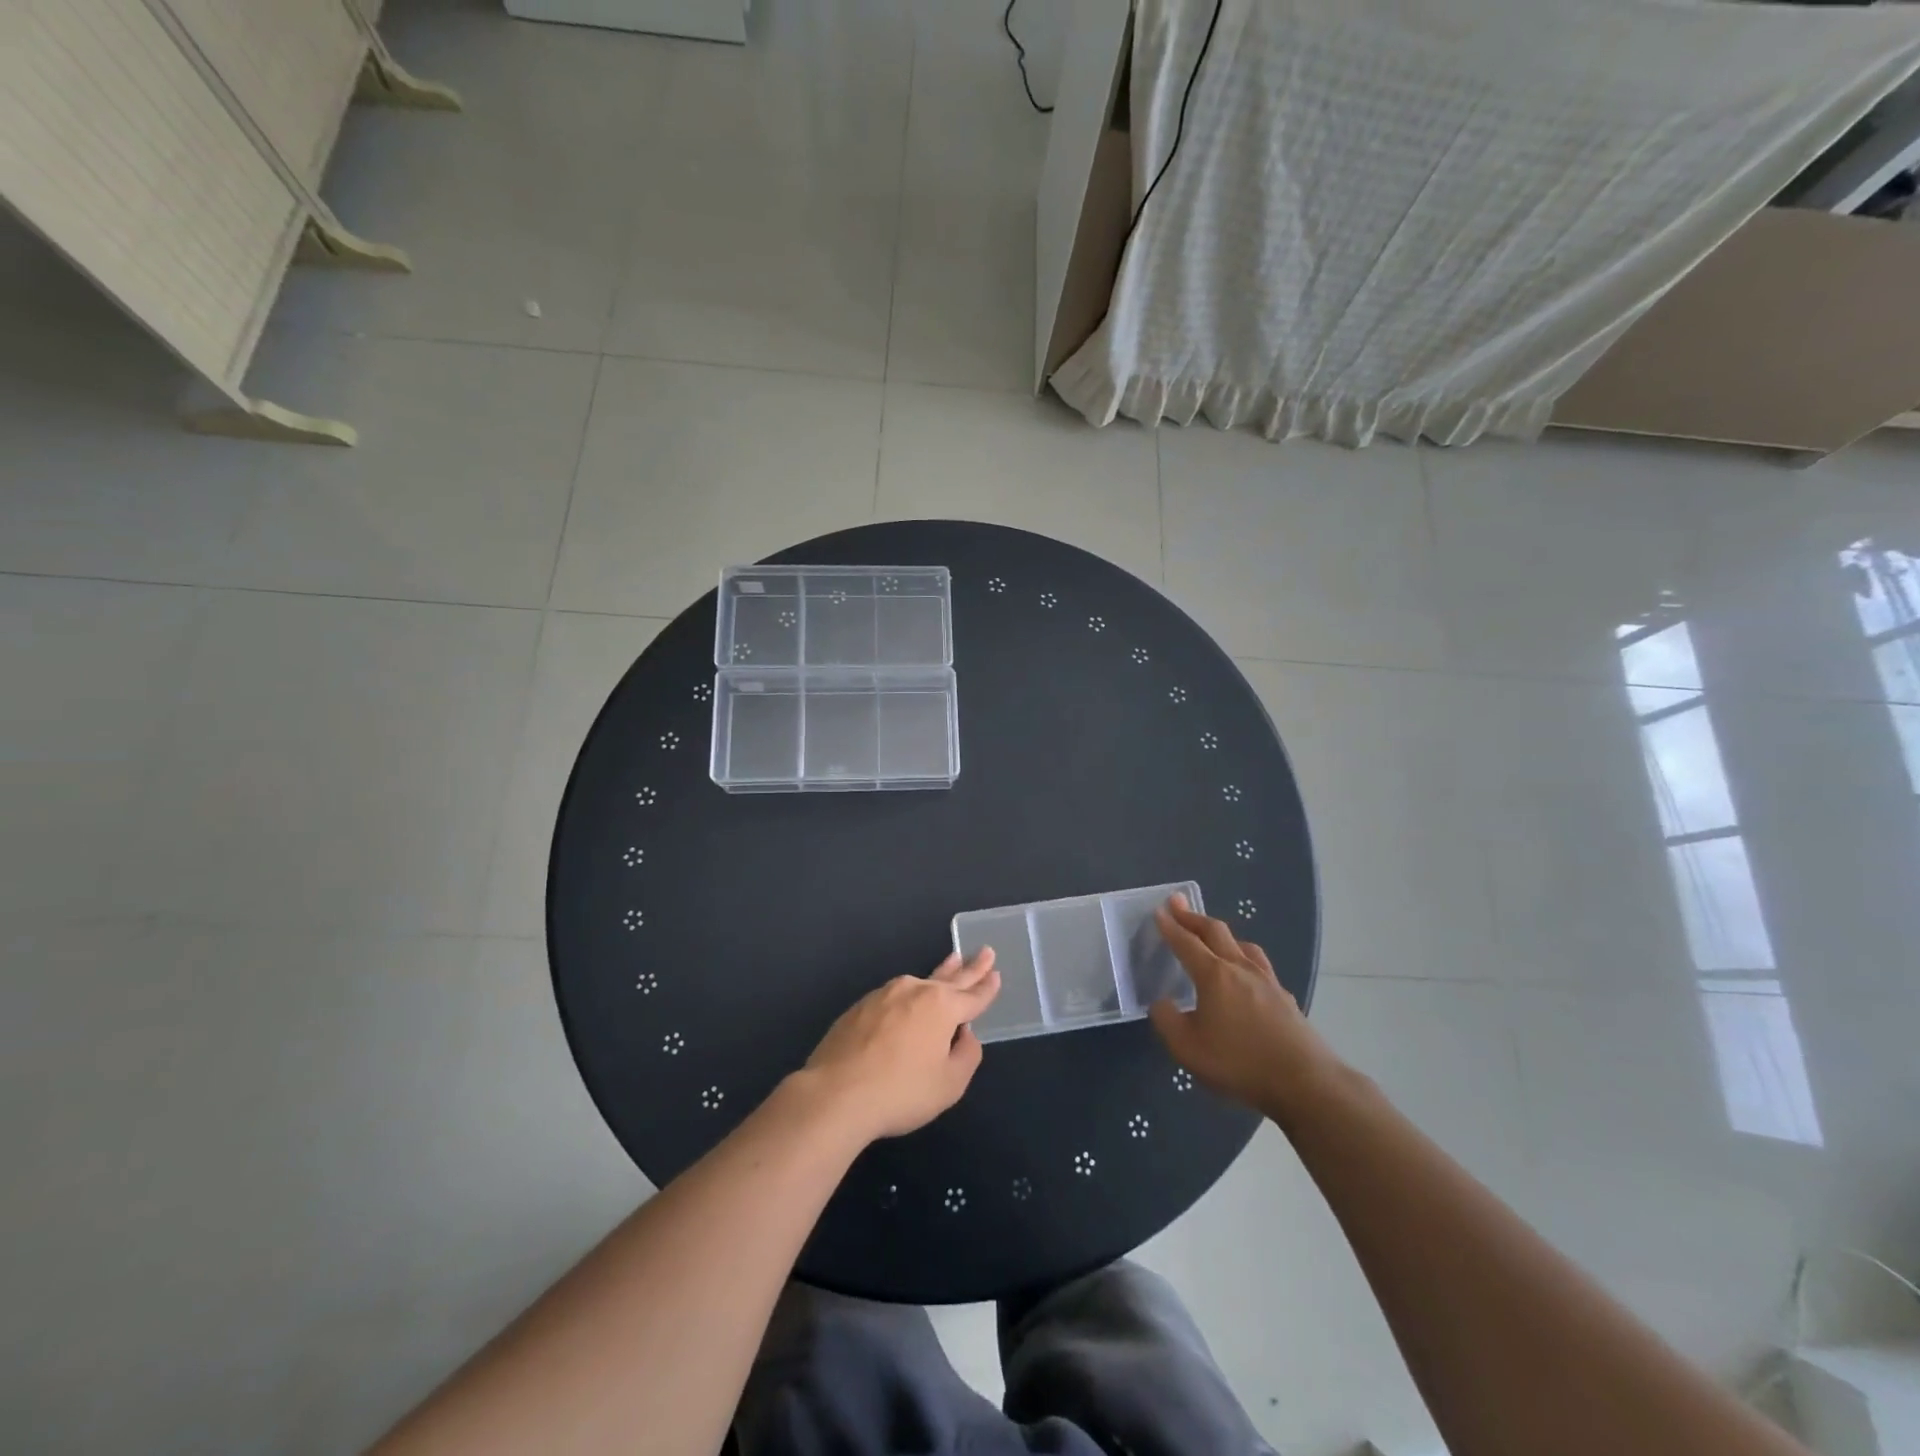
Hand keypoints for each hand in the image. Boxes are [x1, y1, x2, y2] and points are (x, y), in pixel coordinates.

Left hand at [801, 950, 1000, 1142]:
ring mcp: (884, 995)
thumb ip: (966, 1056)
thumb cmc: (900, 1092)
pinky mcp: (860, 1006)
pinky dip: (908, 997)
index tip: (996, 973)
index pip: (972, 996)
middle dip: (969, 966)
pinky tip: (908, 1003)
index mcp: (941, 1007)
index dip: (987, 987)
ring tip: (950, 964)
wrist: (836, 1094)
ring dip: (938, 975)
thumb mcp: (949, 1084)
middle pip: (949, 978)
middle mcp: (914, 991)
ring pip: (919, 983)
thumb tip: (964, 1035)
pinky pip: (894, 997)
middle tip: (984, 951)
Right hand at [1148, 895, 1335, 1116]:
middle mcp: (1240, 968)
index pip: (1186, 942)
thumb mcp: (1187, 1048)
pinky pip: (1260, 965)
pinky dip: (1244, 957)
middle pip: (1216, 932)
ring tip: (1214, 935)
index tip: (1160, 910)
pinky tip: (1247, 973)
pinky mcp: (1285, 998)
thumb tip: (1161, 1003)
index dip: (1170, 926)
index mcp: (1214, 975)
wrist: (1305, 1082)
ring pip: (1243, 944)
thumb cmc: (1239, 1062)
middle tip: (1178, 904)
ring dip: (1223, 934)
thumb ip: (1167, 1021)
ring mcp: (1267, 981)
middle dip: (1193, 917)